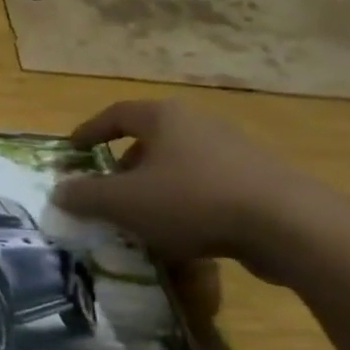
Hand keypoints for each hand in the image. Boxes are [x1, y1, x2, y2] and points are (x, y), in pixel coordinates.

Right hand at [49, 100, 316, 271]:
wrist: (289, 226)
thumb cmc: (192, 200)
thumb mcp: (124, 202)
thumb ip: (86, 196)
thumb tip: (59, 191)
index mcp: (164, 118)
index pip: (116, 114)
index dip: (89, 131)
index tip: (72, 151)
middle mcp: (199, 125)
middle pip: (149, 139)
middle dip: (123, 166)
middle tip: (106, 191)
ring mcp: (233, 152)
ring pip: (179, 166)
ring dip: (154, 188)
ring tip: (140, 218)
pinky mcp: (259, 182)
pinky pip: (207, 187)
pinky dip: (185, 204)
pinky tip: (181, 235)